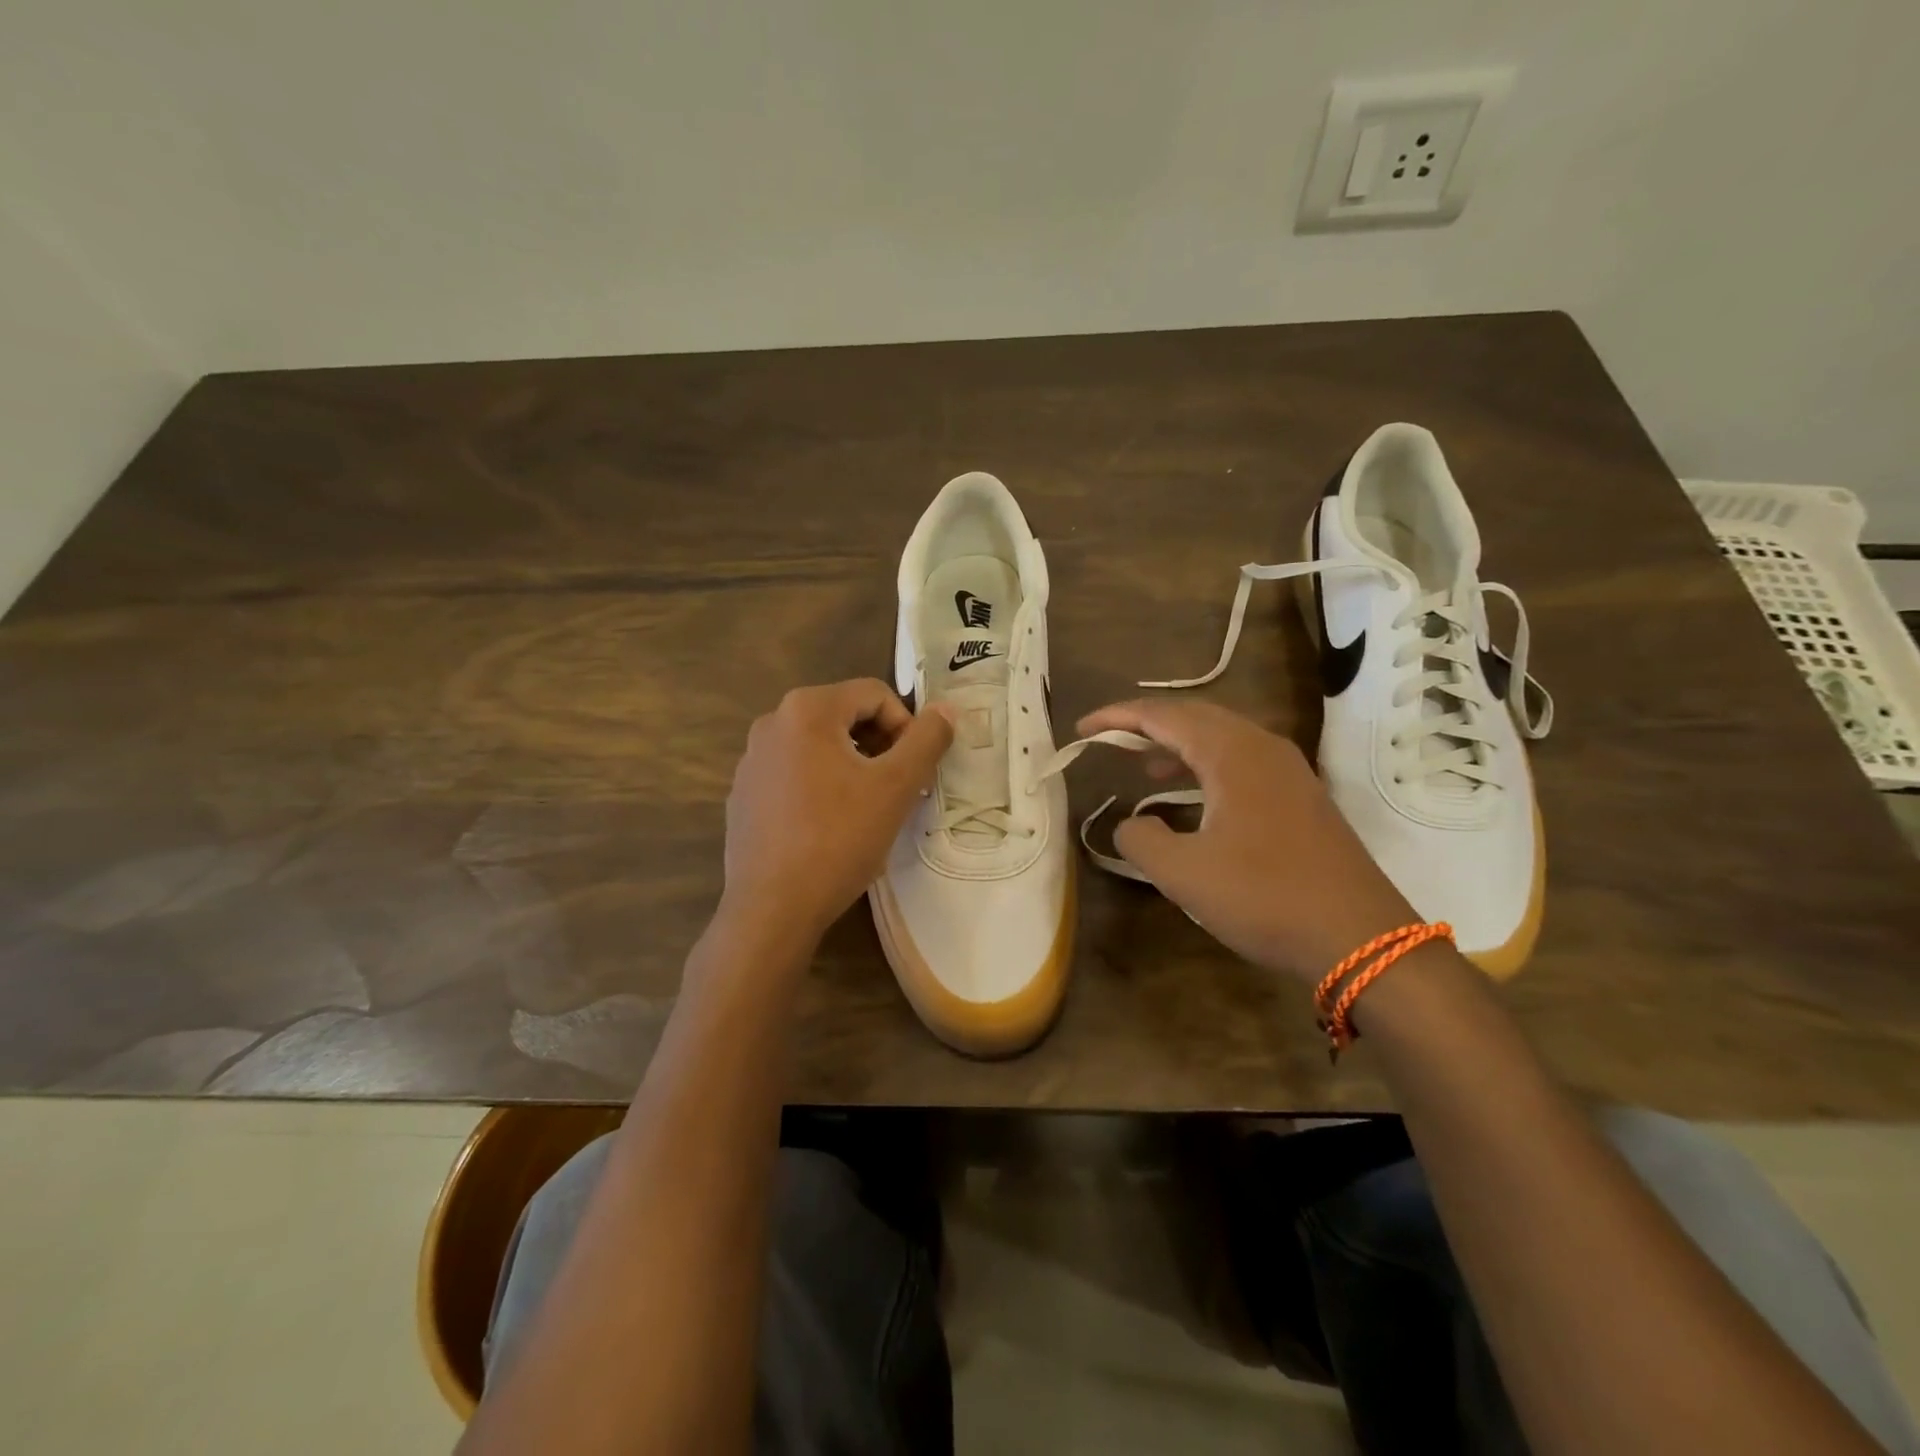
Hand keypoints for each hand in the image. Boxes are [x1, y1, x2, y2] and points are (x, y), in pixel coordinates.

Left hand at [722, 679, 953, 943]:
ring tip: (869, 809)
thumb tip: (946, 709)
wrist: (772, 908)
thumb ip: (927, 740)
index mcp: (806, 709)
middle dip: (881, 746)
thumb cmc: (839, 839)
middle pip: (845, 716)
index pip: (874, 694)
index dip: (907, 726)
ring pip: (820, 747)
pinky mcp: (744, 794)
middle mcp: (771, 723)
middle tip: (899, 789)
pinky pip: (794, 774)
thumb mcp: (895, 786)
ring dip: (854, 767)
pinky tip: (830, 827)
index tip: (916, 770)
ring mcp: (752, 760)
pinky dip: (821, 786)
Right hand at [1077, 699, 1416, 983]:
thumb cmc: (1266, 898)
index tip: (1082, 729)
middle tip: (1108, 739)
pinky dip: (1205, 766)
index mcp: (1232, 754)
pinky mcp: (1301, 797)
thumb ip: (1141, 840)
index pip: (1164, 716)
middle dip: (1147, 724)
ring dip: (1177, 745)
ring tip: (1142, 766)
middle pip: (1195, 716)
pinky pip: (1241, 762)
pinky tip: (1192, 796)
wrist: (1362, 939)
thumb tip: (1130, 824)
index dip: (1118, 718)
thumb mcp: (1184, 874)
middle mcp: (1263, 748)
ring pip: (1221, 738)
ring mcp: (1289, 771)